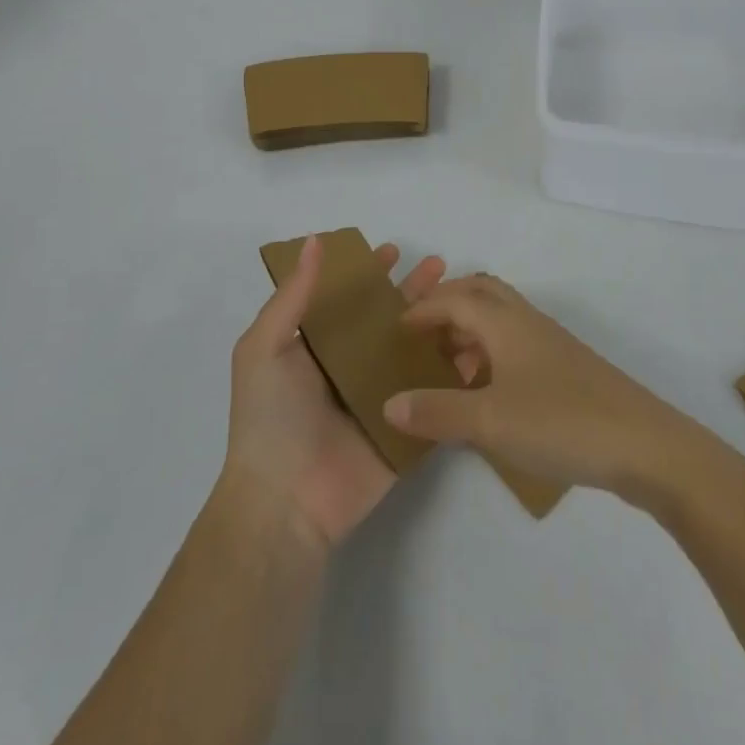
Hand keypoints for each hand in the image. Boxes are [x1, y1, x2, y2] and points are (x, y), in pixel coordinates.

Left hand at [218, 236, 445, 552]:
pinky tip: (480, 348)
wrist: (286, 503)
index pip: (350, 301)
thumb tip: (315, 241)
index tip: (393, 251)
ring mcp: (382, 399)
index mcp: (319, 348)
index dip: (369, 274)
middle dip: (414, 292)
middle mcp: (351, 367)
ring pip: (416, 352)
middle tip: (441, 266)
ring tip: (467, 300)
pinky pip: (434, 394)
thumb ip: (293, 296)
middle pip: (390, 320)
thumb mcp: (265, 348)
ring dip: (439, 324)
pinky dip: (455, 372)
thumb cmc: (270, 418)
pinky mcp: (406, 428)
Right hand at [380, 274, 697, 502]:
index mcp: (505, 323)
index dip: (422, 309)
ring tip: (447, 363)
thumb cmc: (561, 423)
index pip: (454, 299)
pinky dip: (492, 352)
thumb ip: (437, 411)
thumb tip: (389, 403)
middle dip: (447, 304)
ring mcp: (551, 344)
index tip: (394, 329)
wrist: (645, 446)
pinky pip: (517, 343)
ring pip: (501, 317)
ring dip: (470, 328)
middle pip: (481, 293)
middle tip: (419, 332)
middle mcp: (527, 322)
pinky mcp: (567, 368)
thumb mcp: (490, 421)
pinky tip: (488, 391)